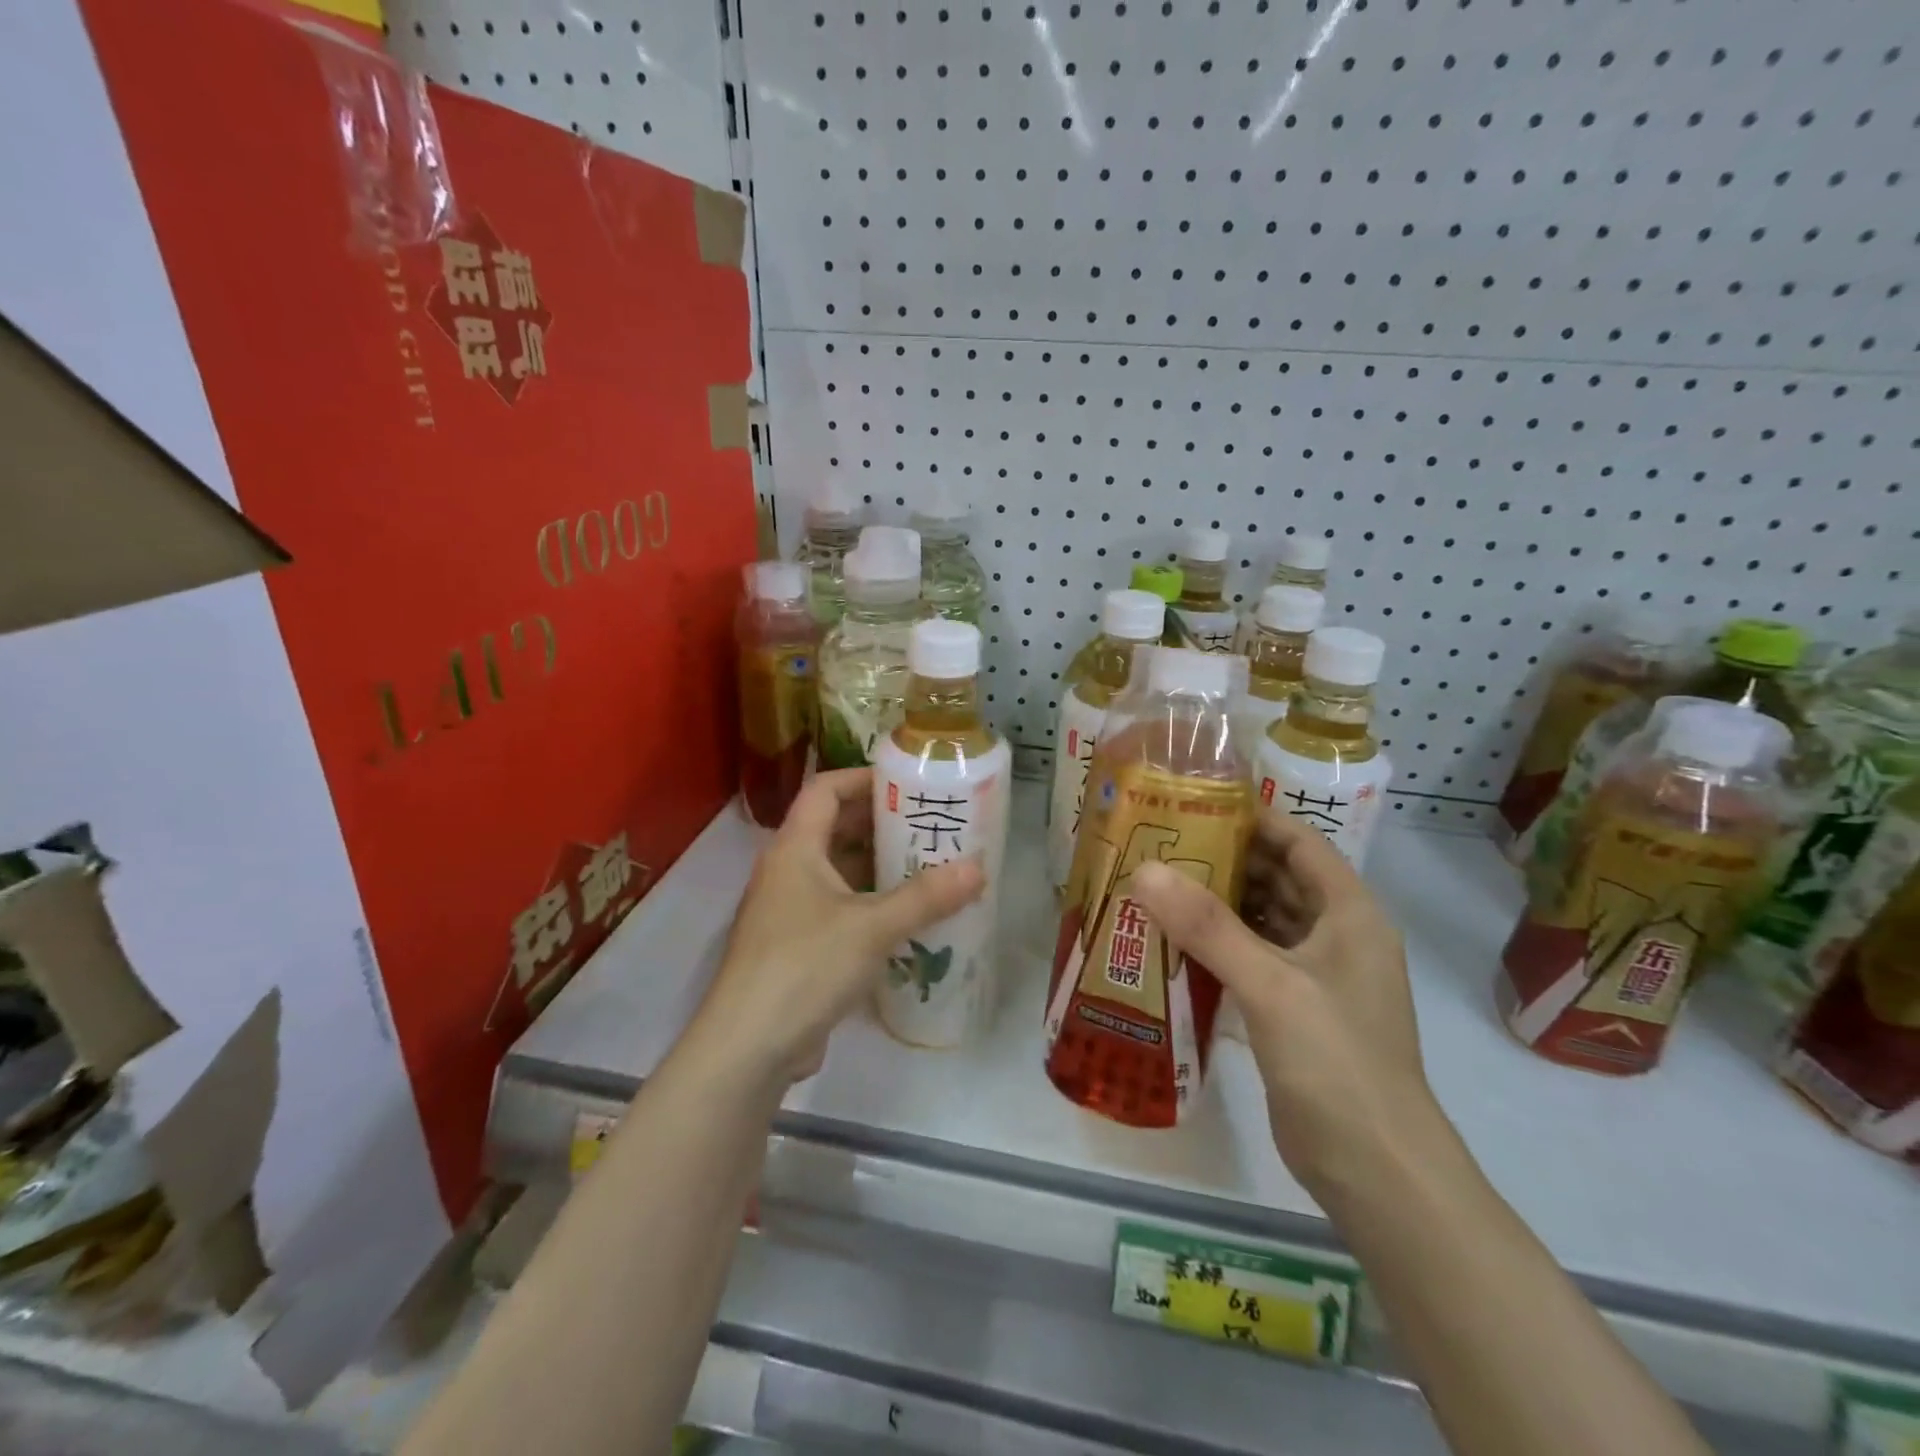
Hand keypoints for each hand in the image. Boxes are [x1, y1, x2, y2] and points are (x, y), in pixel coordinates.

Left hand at [691, 768, 985, 1086]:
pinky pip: (840, 907)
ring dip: (880, 866)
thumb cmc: (805, 967)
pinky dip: (871, 903)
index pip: (825, 788)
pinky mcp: (797, 946)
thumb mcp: (871, 927)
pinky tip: (908, 916)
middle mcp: (788, 870)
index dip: (864, 778)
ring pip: (839, 871)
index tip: (908, 784)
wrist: (748, 1048)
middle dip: (882, 824)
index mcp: (795, 848)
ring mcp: (790, 910)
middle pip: (834, 828)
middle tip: (931, 826)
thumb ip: (926, 897)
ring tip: (930, 866)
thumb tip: (978, 869)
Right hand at [1130, 812, 1437, 1203]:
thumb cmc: (1337, 1063)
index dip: (1252, 818)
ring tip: (1153, 885)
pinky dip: (1215, 947)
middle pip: (1275, 878)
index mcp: (1349, 914)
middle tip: (1157, 845)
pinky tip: (1169, 943)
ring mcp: (1314, 976)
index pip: (1299, 843)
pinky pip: (1250, 959)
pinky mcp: (1292, 1011)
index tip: (1192, 804)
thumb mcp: (1272, 986)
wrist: (1377, 1172)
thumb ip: (1208, 927)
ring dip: (1214, 905)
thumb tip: (1144, 870)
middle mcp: (1335, 936)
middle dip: (1221, 860)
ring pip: (1259, 920)